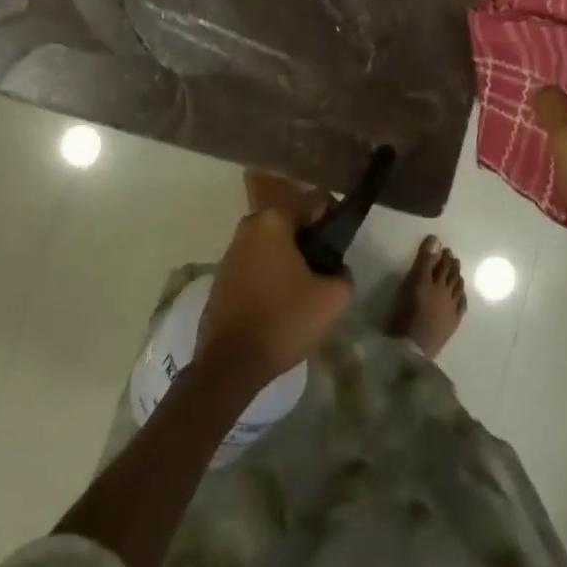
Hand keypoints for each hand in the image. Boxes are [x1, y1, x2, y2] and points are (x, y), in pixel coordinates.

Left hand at [197, 204, 353, 390]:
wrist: (230, 364)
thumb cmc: (284, 320)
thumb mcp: (333, 298)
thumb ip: (344, 273)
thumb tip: (336, 268)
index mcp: (273, 219)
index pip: (315, 201)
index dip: (335, 218)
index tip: (343, 245)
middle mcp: (248, 227)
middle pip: (292, 223)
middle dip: (311, 241)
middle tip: (328, 270)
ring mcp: (231, 252)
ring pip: (273, 245)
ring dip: (291, 259)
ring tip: (308, 290)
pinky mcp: (221, 278)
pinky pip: (257, 265)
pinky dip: (272, 275)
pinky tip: (283, 303)